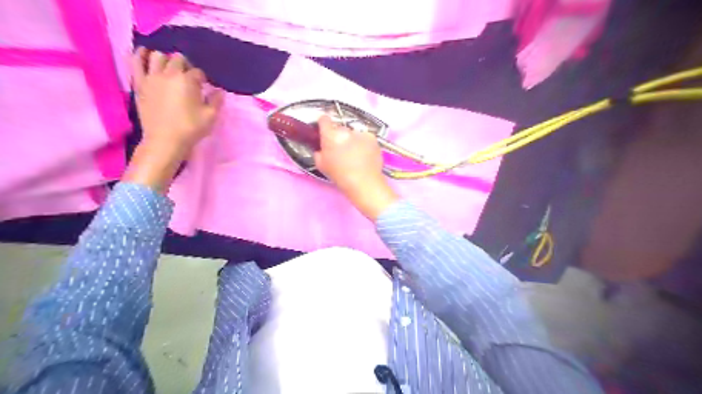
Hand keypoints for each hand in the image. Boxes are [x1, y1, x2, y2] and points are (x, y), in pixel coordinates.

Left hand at [123, 49, 221, 191]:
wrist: (165, 140)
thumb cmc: (190, 128)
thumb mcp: (211, 117)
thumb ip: (216, 101)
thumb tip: (219, 91)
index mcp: (188, 81)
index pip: (198, 72)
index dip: (203, 79)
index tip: (204, 87)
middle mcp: (169, 74)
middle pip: (178, 59)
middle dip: (186, 66)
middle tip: (189, 78)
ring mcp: (151, 77)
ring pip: (157, 56)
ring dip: (166, 60)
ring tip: (170, 69)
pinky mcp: (139, 83)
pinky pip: (136, 62)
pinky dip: (141, 55)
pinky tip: (145, 55)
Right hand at [314, 115, 396, 218]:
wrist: (364, 182)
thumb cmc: (340, 175)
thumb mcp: (321, 165)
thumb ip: (319, 152)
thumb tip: (322, 148)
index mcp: (330, 135)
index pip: (324, 119)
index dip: (323, 123)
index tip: (324, 130)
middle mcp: (345, 131)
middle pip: (340, 128)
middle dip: (339, 136)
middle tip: (341, 150)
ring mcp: (360, 133)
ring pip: (353, 133)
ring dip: (352, 140)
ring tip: (355, 155)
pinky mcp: (372, 138)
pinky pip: (365, 138)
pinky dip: (364, 144)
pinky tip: (364, 155)